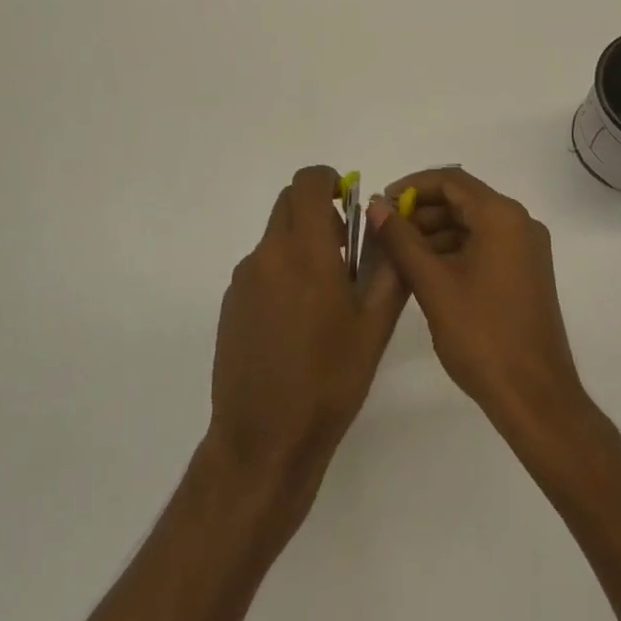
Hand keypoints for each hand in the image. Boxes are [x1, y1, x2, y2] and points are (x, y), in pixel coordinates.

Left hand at [206, 166, 407, 511]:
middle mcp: (267, 254)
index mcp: (304, 250)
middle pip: (289, 204)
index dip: (329, 181)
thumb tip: (389, 224)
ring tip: (326, 297)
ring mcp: (244, 279)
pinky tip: (297, 323)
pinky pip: (261, 267)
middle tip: (345, 251)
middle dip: (318, 212)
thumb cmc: (329, 381)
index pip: (308, 182)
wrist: (264, 439)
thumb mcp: (374, 326)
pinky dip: (282, 272)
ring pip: (275, 237)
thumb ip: (388, 266)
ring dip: (301, 244)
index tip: (348, 203)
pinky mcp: (231, 303)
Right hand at [367, 168, 590, 445]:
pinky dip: (453, 252)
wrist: (534, 396)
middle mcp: (519, 223)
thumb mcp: (432, 283)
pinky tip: (424, 272)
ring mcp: (525, 250)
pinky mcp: (525, 274)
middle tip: (384, 230)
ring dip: (434, 233)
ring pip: (471, 225)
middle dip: (421, 212)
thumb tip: (376, 205)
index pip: (451, 180)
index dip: (413, 186)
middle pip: (462, 200)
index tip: (383, 203)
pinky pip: (483, 246)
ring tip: (397, 254)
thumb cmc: (481, 334)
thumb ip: (401, 239)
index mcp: (502, 216)